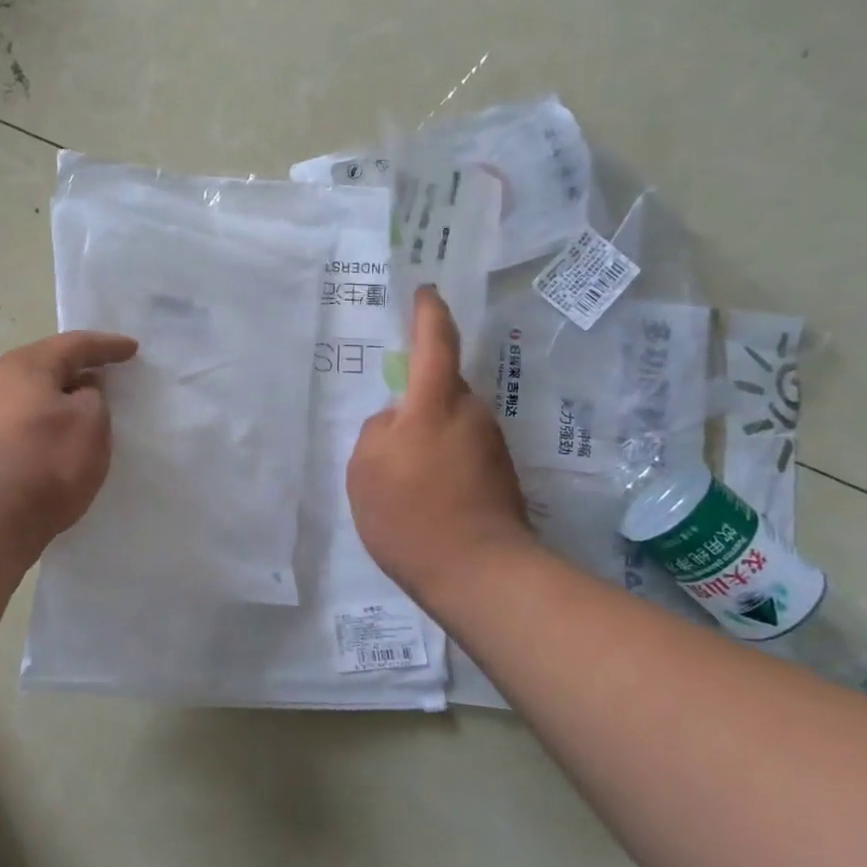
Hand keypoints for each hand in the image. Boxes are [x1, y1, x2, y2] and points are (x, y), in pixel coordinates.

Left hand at [0, 330, 138, 544]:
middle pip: (51, 365)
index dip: (108, 346)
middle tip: (111, 369)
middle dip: (82, 366)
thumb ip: (94, 397)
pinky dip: (53, 418)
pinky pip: (30, 418)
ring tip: (93, 404)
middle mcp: (2, 380)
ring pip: (39, 394)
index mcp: (29, 364)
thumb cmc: (47, 459)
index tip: (133, 349)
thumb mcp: (91, 421)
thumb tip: (80, 392)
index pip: (76, 344)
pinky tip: (66, 433)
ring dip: (66, 396)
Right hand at [347, 288, 534, 604]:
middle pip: (442, 387)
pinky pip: (461, 450)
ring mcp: (490, 446)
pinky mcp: (501, 476)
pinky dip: (441, 460)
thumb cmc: (411, 514)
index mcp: (435, 403)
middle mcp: (471, 414)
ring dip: (428, 434)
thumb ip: (377, 430)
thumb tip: (397, 422)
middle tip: (388, 427)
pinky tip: (424, 494)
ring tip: (401, 474)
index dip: (428, 314)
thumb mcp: (365, 469)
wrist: (479, 574)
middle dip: (418, 395)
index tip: (425, 293)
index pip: (435, 343)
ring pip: (451, 422)